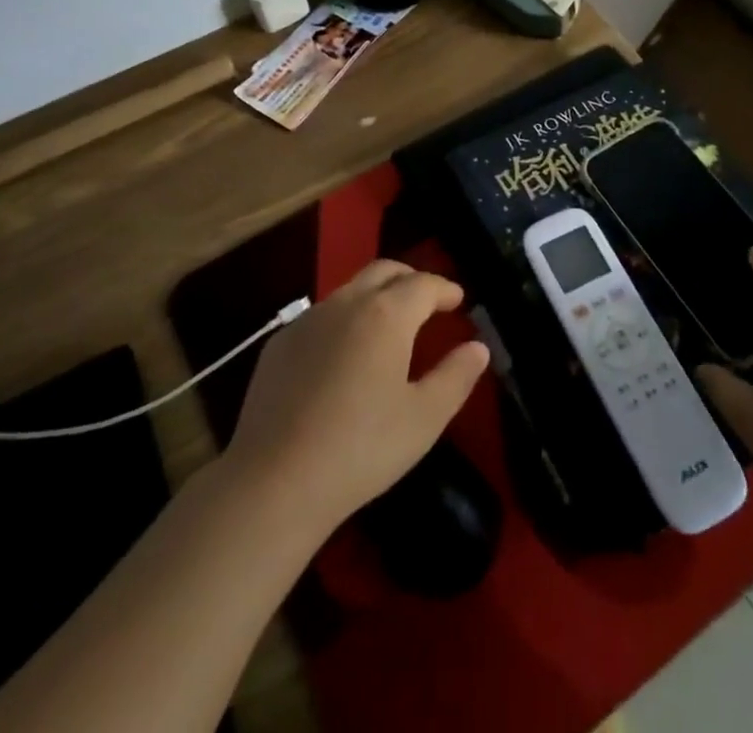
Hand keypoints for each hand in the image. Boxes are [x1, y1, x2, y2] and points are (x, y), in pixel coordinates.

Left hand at [222, 260, 490, 540]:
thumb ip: (456, 376)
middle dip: (411, 278)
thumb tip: (478, 347)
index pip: (423, 284)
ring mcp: (308, 320)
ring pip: (350, 289)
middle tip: (428, 300)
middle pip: (384, 271)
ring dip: (377, 295)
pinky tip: (345, 354)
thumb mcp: (424, 419)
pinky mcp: (280, 343)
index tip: (459, 300)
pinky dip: (345, 319)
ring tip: (390, 325)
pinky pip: (322, 316)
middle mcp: (346, 303)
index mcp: (386, 315)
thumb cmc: (361, 449)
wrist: (274, 481)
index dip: (445, 288)